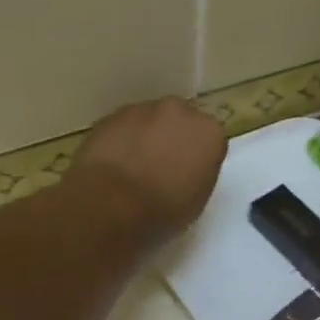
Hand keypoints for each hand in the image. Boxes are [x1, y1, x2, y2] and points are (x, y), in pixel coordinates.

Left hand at [71, 97, 227, 243]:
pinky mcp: (109, 116)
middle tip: (163, 168)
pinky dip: (121, 141)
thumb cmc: (165, 209)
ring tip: (134, 169)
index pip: (210, 140)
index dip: (199, 158)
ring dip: (146, 138)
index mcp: (210, 132)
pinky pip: (122, 128)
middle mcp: (179, 111)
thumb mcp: (198, 199)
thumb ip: (198, 173)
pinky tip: (114, 166)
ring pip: (149, 121)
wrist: (113, 203)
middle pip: (180, 121)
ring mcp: (141, 110)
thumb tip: (186, 169)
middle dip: (173, 139)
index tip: (189, 176)